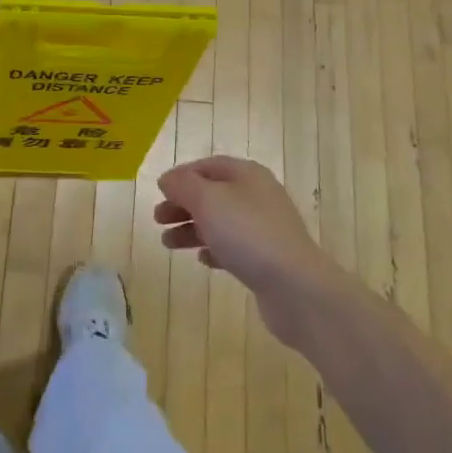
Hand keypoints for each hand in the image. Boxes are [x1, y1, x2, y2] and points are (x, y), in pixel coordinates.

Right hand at [155, 155, 346, 342]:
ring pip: (221, 222)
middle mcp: (257, 196)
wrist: (294, 286)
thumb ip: (184, 185)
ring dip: (192, 229)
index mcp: (247, 175)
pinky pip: (234, 247)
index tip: (159, 191)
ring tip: (167, 243)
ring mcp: (264, 228)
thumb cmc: (247, 233)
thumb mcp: (208, 201)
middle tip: (157, 219)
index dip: (183, 175)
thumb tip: (168, 178)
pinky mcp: (266, 258)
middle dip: (184, 205)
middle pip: (213, 194)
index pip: (209, 166)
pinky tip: (202, 260)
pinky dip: (214, 249)